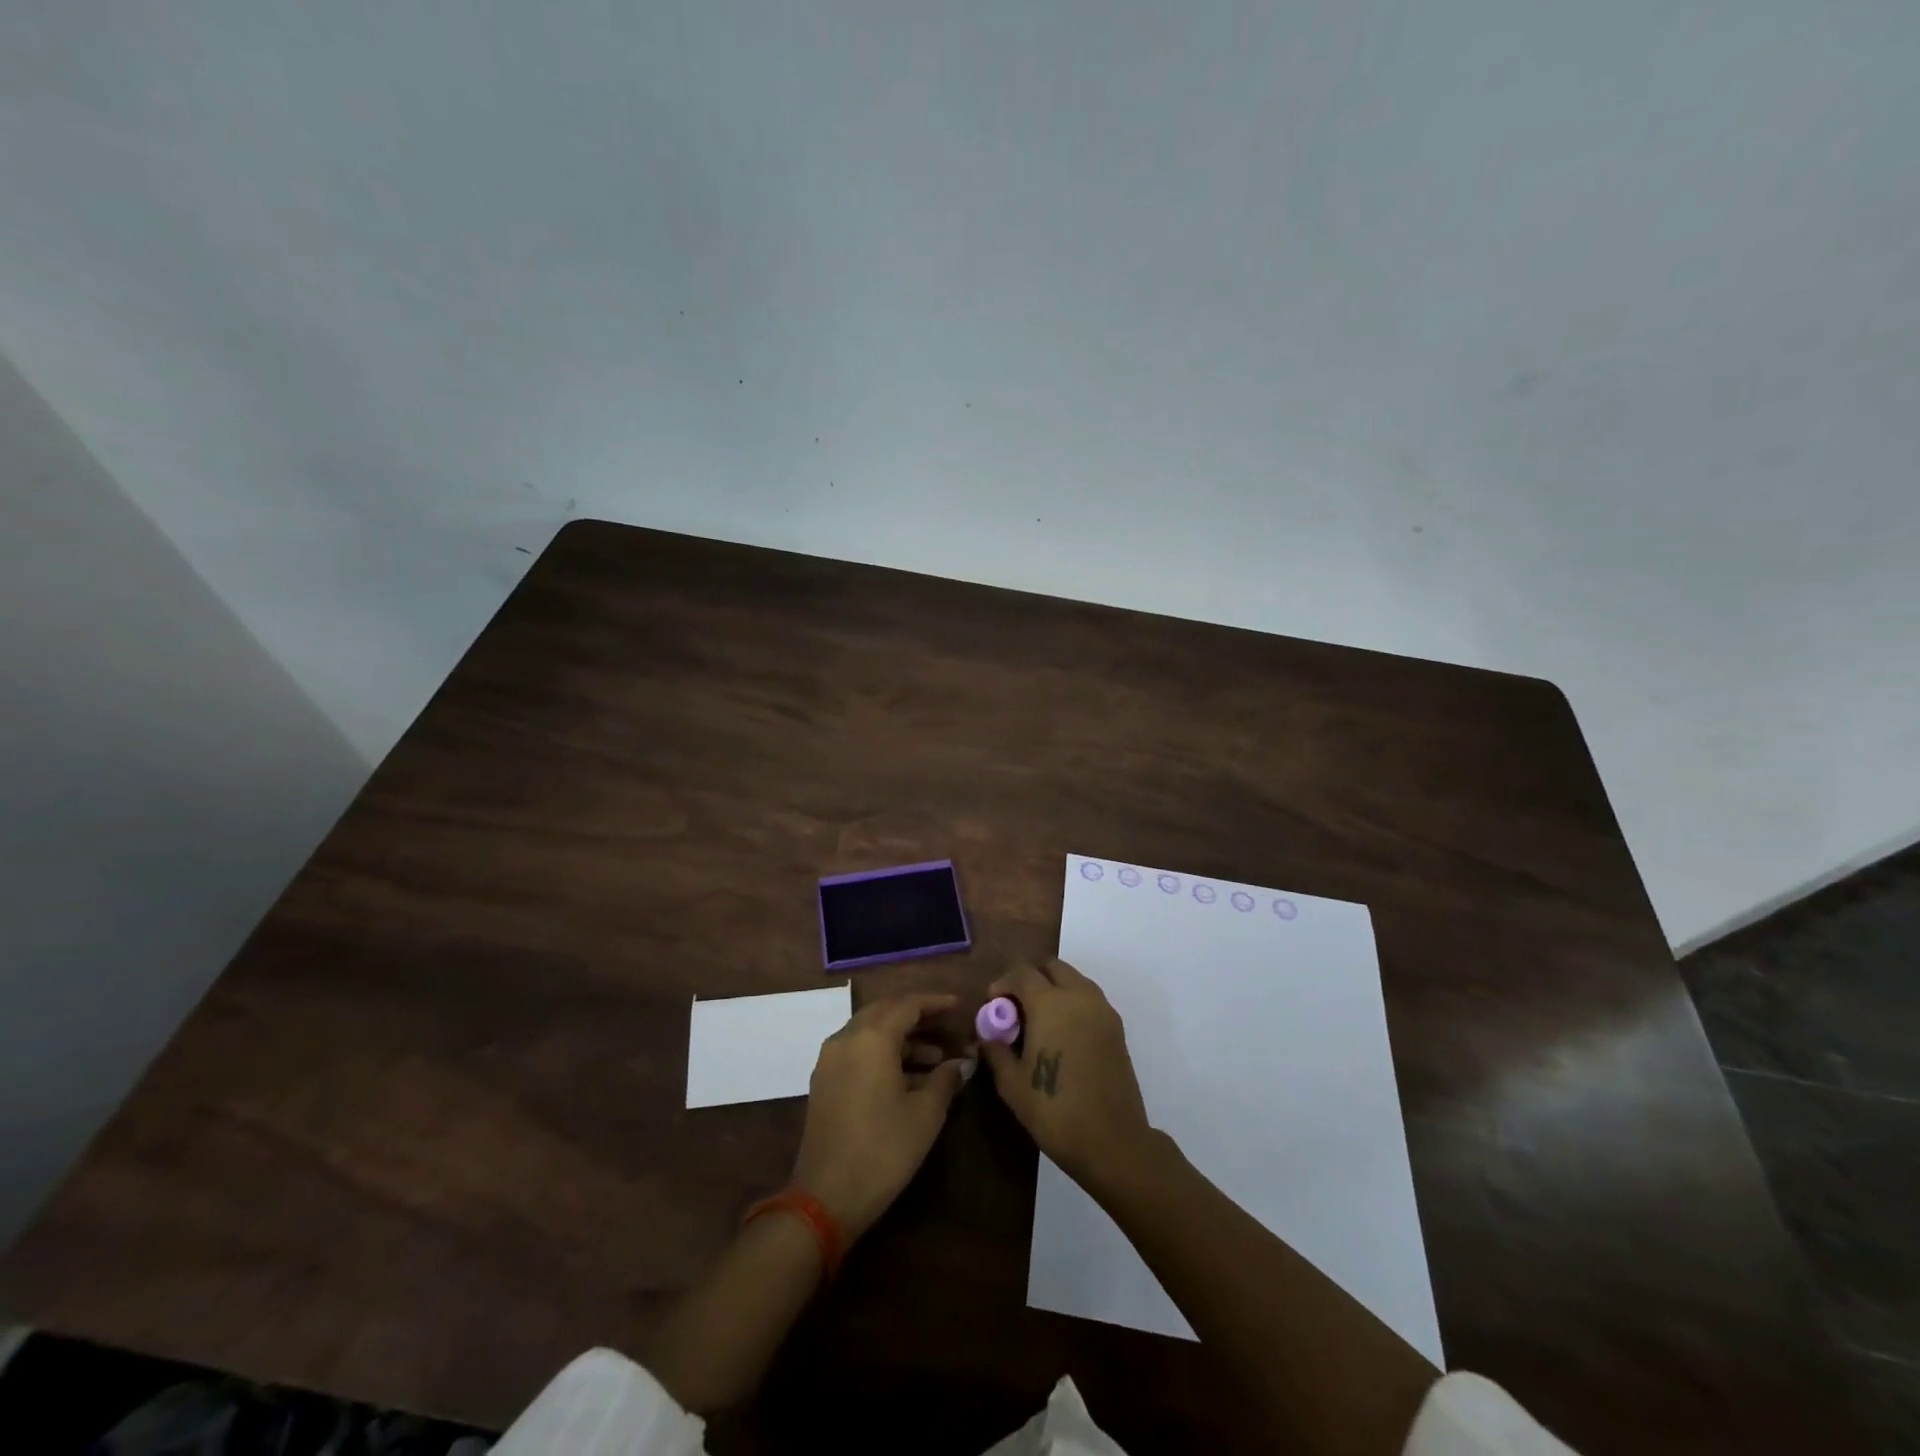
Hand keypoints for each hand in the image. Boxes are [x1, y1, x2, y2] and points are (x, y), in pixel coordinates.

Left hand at [792, 992, 969, 1241]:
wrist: (825, 1197)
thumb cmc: (883, 1150)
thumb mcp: (925, 1114)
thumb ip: (945, 1079)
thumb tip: (962, 1063)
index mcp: (871, 1038)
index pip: (907, 1005)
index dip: (934, 1003)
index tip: (957, 1006)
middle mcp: (846, 1038)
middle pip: (885, 1012)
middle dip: (916, 1016)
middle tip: (946, 1026)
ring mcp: (830, 1060)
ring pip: (870, 1032)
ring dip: (901, 1038)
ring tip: (936, 1059)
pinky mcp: (824, 1081)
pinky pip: (857, 1051)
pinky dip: (882, 1053)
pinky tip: (908, 1077)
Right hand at [978, 959, 1151, 1187]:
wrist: (1112, 1141)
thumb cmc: (1055, 1110)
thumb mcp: (1012, 1084)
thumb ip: (996, 1050)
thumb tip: (987, 1035)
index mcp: (1050, 1003)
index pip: (1022, 973)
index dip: (1003, 984)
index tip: (993, 1006)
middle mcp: (1079, 996)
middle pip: (1052, 967)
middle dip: (1030, 980)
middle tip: (1016, 1009)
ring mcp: (1102, 1010)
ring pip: (1074, 980)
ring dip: (1054, 989)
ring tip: (1039, 1022)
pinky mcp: (1116, 1027)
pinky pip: (1089, 999)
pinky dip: (1072, 1003)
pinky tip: (1062, 1035)